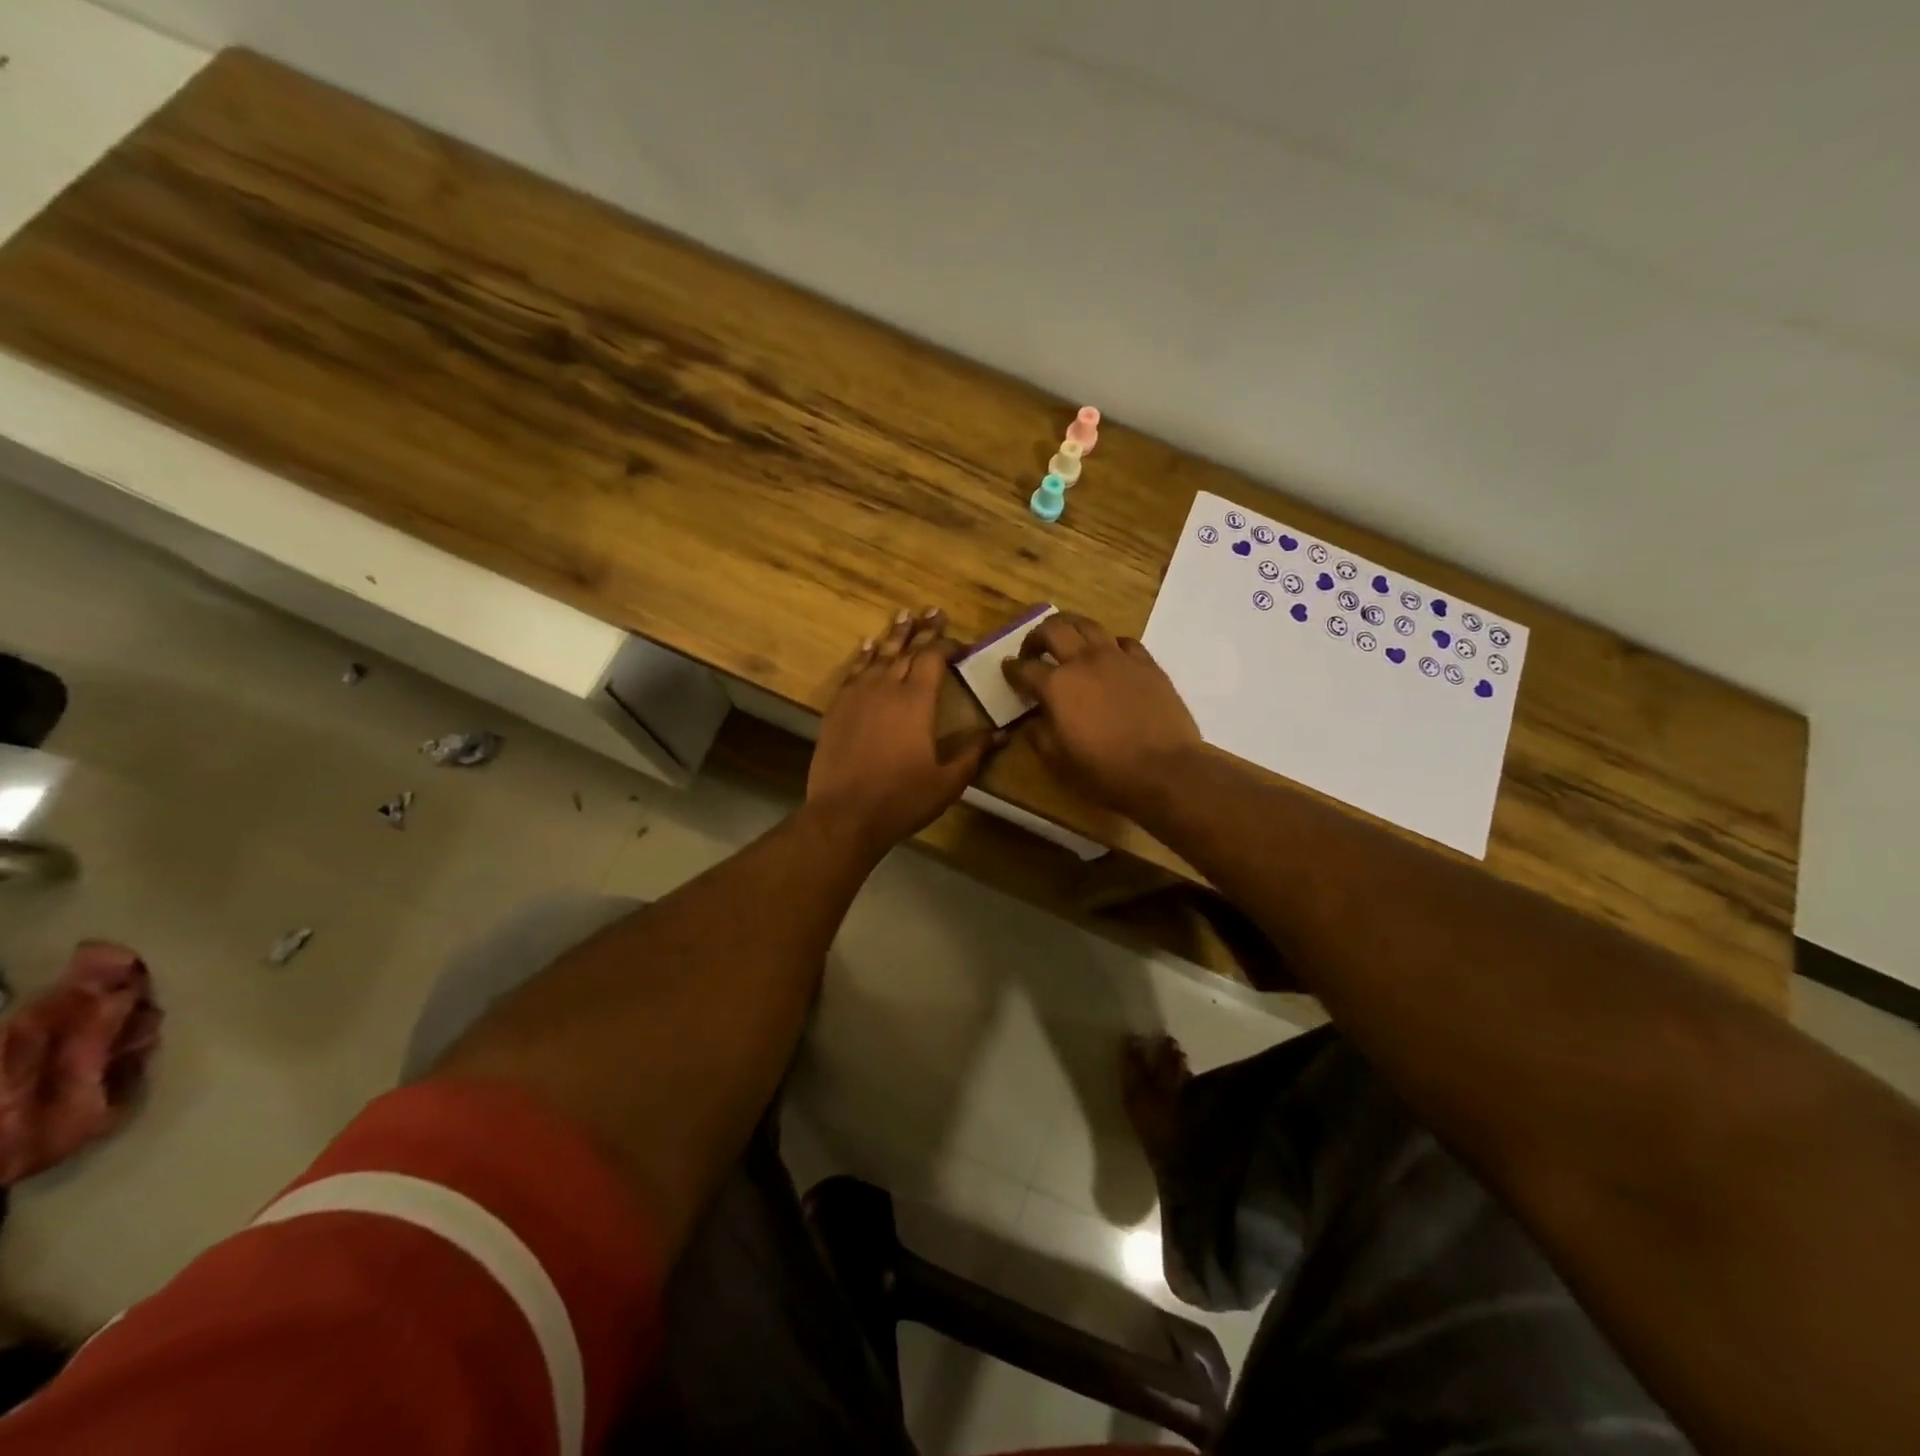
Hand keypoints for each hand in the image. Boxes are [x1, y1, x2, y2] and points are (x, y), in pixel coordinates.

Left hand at [808, 607, 993, 855]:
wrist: (845, 814)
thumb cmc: (902, 799)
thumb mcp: (947, 781)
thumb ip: (974, 753)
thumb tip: (1000, 733)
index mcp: (916, 701)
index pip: (933, 658)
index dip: (946, 645)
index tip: (959, 643)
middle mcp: (887, 688)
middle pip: (906, 649)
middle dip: (922, 630)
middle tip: (933, 611)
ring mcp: (858, 696)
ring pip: (878, 654)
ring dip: (893, 634)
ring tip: (904, 615)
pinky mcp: (837, 708)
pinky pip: (853, 671)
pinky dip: (863, 655)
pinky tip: (868, 645)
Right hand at [1002, 612, 1201, 821]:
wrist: (1165, 768)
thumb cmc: (1105, 769)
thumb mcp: (1058, 759)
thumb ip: (1039, 733)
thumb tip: (1033, 719)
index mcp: (1057, 685)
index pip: (1024, 668)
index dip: (1012, 669)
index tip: (1008, 670)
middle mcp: (1084, 660)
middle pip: (1053, 629)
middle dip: (1036, 636)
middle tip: (1034, 651)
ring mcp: (1118, 657)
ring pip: (1087, 624)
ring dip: (1070, 628)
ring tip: (1068, 641)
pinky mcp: (1146, 662)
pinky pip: (1123, 641)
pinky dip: (1109, 644)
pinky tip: (1109, 657)